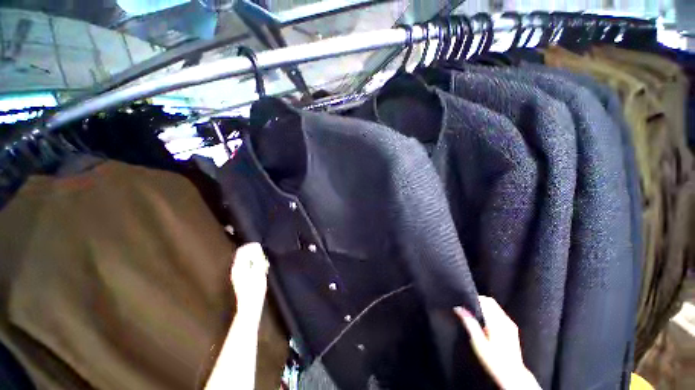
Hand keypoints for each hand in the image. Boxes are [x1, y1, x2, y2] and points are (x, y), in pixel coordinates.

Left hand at [230, 243, 269, 316]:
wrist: (249, 305)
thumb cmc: (255, 289)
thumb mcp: (259, 271)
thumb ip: (257, 259)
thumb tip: (257, 250)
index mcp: (239, 266)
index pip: (242, 250)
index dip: (251, 246)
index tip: (260, 247)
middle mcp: (236, 269)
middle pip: (243, 255)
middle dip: (253, 253)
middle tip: (263, 256)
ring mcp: (237, 275)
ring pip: (245, 261)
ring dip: (254, 259)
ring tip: (263, 263)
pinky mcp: (240, 279)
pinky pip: (246, 266)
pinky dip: (253, 265)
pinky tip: (260, 270)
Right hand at [454, 296, 540, 389]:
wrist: (512, 375)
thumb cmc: (494, 361)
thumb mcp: (478, 343)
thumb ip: (470, 323)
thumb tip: (459, 309)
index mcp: (497, 322)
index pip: (486, 301)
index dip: (474, 299)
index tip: (465, 303)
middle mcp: (505, 321)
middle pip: (491, 302)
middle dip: (479, 302)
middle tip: (469, 310)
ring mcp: (510, 325)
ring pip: (496, 307)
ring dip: (485, 307)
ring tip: (476, 317)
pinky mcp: (513, 329)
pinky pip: (500, 314)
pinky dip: (491, 313)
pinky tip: (486, 324)